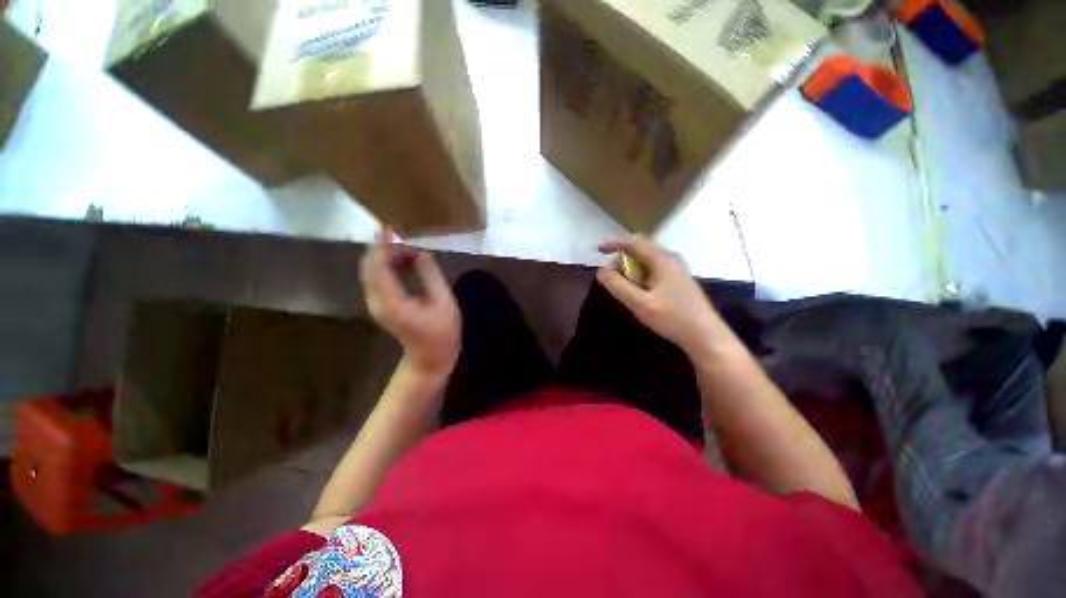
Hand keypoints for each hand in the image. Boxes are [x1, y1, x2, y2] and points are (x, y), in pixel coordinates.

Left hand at [360, 230, 460, 380]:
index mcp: (392, 301)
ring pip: (372, 272)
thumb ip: (431, 275)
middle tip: (406, 238)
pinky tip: (406, 263)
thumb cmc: (442, 332)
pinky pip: (378, 280)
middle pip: (370, 267)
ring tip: (410, 249)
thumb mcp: (444, 302)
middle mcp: (377, 301)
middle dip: (384, 248)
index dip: (382, 245)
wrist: (430, 358)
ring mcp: (377, 305)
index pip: (378, 266)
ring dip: (387, 257)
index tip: (389, 227)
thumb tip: (422, 253)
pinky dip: (389, 267)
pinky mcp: (381, 306)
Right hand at [597, 235, 734, 357]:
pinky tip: (637, 292)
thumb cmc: (673, 318)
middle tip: (610, 276)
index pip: (634, 242)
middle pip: (640, 249)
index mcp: (662, 260)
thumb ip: (618, 286)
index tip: (598, 250)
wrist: (706, 336)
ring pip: (646, 261)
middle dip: (622, 259)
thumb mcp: (640, 303)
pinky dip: (639, 276)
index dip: (614, 244)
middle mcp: (670, 259)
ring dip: (630, 269)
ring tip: (622, 287)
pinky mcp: (677, 281)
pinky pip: (653, 271)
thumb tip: (601, 271)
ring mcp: (675, 270)